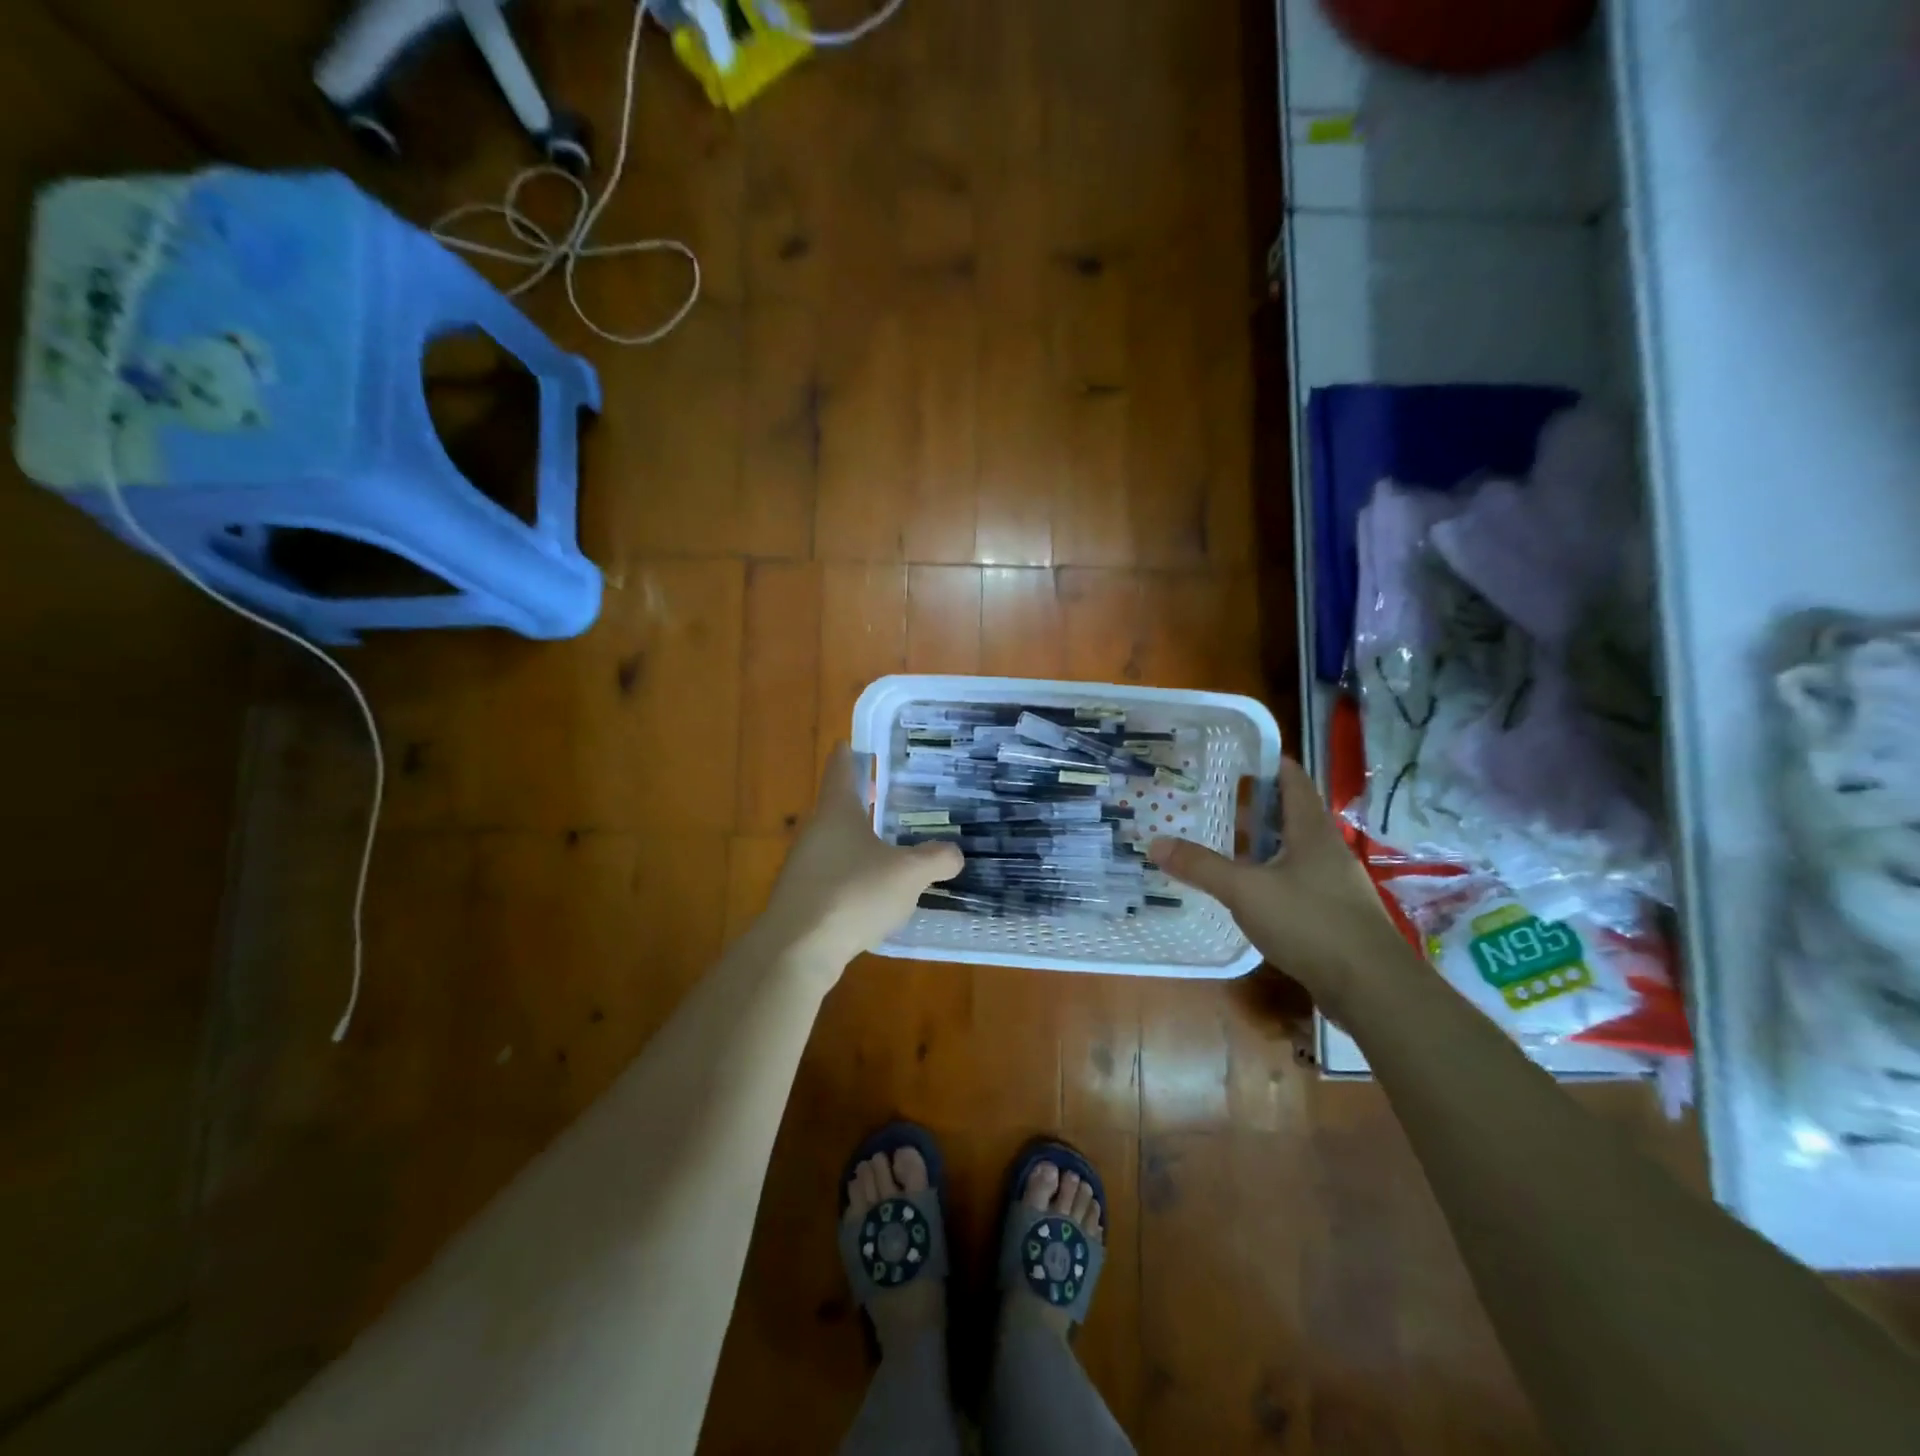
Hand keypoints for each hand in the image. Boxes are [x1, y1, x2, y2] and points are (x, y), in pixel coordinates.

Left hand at [758, 744, 964, 976]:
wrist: (797, 949)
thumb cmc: (853, 894)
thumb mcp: (909, 874)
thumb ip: (936, 859)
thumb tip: (954, 854)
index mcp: (837, 811)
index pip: (841, 769)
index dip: (849, 755)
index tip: (853, 744)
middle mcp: (814, 832)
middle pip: (838, 807)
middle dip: (862, 802)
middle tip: (889, 796)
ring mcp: (803, 866)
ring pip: (834, 843)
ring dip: (857, 842)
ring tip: (888, 848)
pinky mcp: (801, 898)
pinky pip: (831, 876)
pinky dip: (851, 875)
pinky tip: (871, 895)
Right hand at [1148, 757, 1407, 1011]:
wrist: (1371, 987)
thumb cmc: (1310, 922)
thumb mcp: (1245, 890)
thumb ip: (1201, 866)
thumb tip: (1155, 843)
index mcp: (1312, 831)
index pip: (1293, 781)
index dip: (1269, 764)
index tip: (1238, 757)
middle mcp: (1327, 850)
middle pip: (1292, 816)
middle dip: (1256, 808)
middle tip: (1216, 801)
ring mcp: (1335, 884)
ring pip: (1294, 852)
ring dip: (1264, 845)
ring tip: (1227, 844)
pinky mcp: (1335, 915)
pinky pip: (1298, 882)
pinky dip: (1272, 877)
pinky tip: (1251, 892)